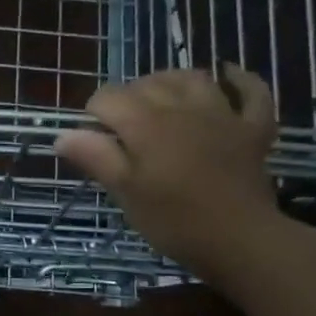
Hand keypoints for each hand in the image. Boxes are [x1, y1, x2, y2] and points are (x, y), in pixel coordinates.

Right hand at [53, 66, 282, 281]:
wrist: (240, 240)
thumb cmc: (173, 220)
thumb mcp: (126, 192)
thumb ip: (96, 158)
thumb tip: (63, 135)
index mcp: (146, 123)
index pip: (108, 98)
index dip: (93, 114)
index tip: (92, 140)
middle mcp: (182, 107)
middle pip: (146, 84)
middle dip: (127, 97)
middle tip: (120, 128)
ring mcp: (222, 115)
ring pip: (193, 78)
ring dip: (171, 81)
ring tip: (159, 98)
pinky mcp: (252, 129)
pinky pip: (252, 92)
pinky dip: (240, 80)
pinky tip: (229, 75)